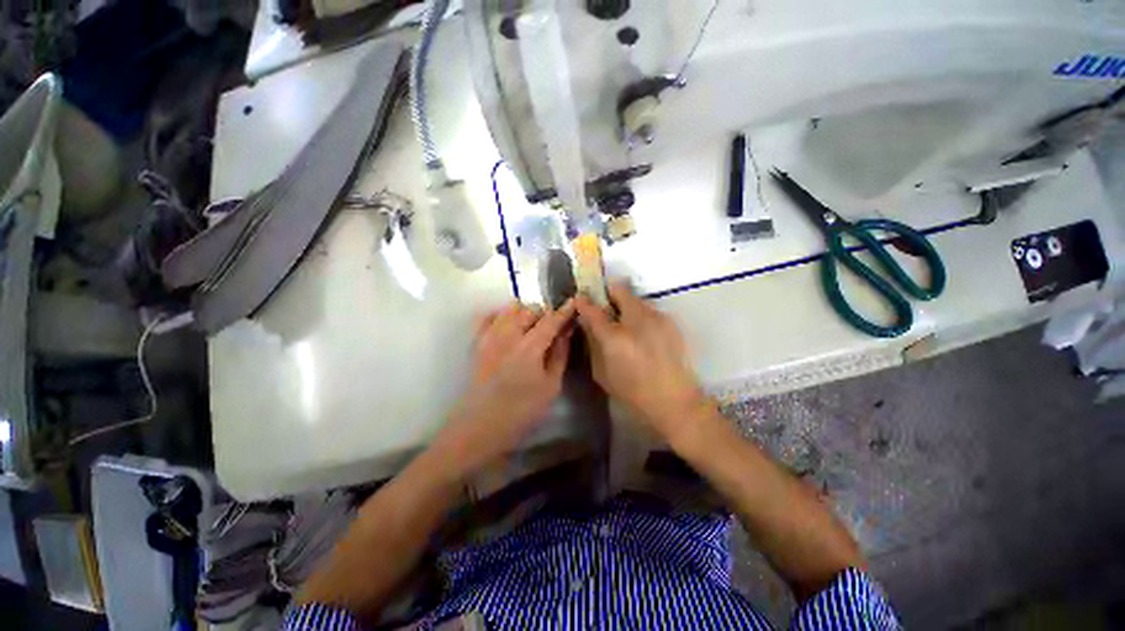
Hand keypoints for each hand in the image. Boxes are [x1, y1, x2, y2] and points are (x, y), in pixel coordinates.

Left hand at [436, 301, 576, 473]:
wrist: (480, 426)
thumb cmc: (522, 410)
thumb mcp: (551, 386)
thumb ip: (559, 355)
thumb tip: (566, 332)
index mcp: (530, 346)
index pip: (551, 320)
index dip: (564, 311)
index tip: (573, 302)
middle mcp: (508, 335)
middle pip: (529, 310)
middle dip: (544, 314)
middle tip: (551, 327)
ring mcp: (490, 337)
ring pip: (509, 310)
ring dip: (524, 312)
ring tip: (530, 326)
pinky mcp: (477, 343)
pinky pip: (489, 317)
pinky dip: (501, 315)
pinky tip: (508, 325)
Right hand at [575, 283, 710, 441]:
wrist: (674, 401)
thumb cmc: (632, 392)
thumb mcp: (602, 372)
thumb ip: (593, 343)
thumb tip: (587, 323)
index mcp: (615, 338)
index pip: (593, 310)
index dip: (584, 302)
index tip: (580, 298)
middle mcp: (637, 321)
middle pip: (620, 291)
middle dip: (609, 294)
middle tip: (606, 307)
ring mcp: (657, 319)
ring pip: (636, 299)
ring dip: (626, 306)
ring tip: (627, 324)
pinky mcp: (671, 323)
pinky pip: (650, 311)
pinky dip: (641, 316)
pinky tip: (644, 334)